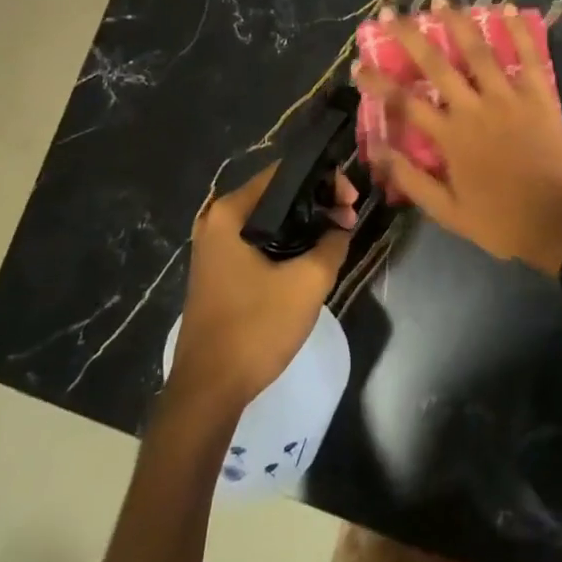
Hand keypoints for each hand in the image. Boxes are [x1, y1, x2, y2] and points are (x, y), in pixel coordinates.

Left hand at [167, 164, 356, 417]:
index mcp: (229, 213)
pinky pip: (259, 241)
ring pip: (269, 220)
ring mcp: (215, 247)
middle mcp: (216, 221)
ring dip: (304, 224)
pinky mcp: (220, 270)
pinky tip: (311, 257)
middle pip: (276, 194)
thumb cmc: (256, 328)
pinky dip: (286, 243)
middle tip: (349, 219)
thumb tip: (341, 227)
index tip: (351, 201)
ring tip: (337, 236)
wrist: (209, 389)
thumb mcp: (307, 283)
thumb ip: (332, 244)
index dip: (323, 179)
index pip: (283, 173)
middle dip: (316, 202)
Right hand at [353, 0, 561, 272]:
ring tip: (441, 0)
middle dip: (410, 36)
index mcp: (450, 137)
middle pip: (436, 65)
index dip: (378, 81)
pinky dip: (519, 31)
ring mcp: (509, 99)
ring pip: (479, 52)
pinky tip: (507, 8)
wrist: (556, 224)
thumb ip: (411, 179)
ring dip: (458, 23)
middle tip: (392, 13)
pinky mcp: (540, 98)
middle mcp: (474, 109)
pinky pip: (529, 58)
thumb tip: (378, 149)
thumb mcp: (446, 211)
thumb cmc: (499, 220)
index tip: (359, 63)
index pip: (404, 101)